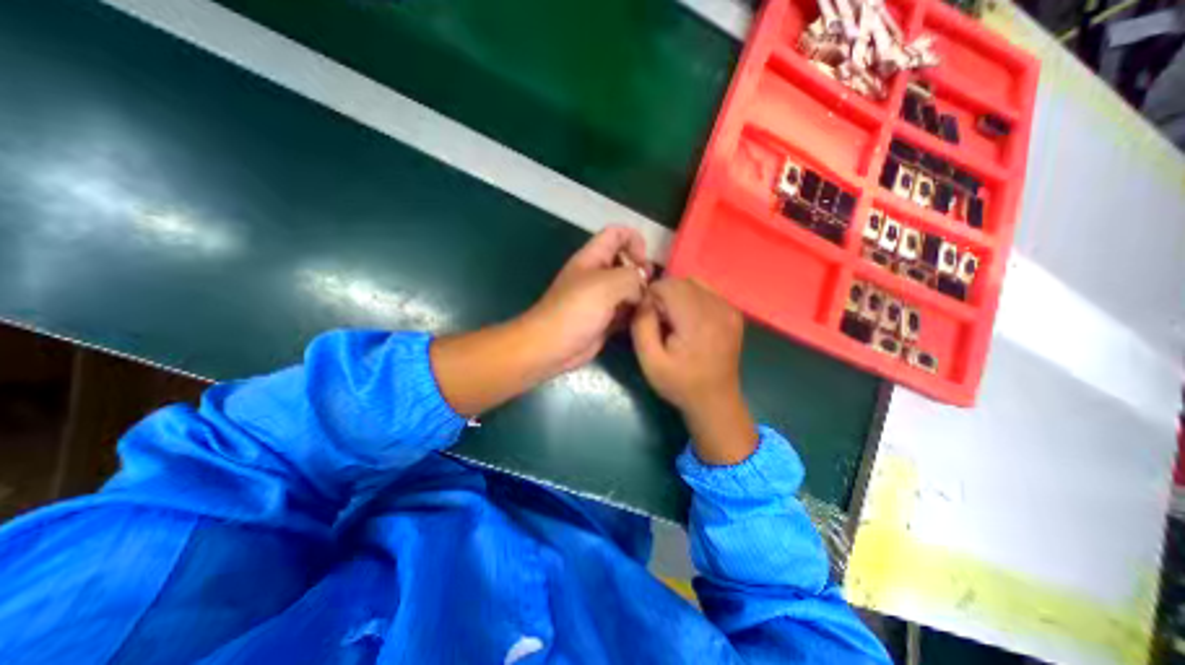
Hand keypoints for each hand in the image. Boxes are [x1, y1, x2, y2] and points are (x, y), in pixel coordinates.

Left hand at [432, 227, 646, 418]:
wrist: (552, 346)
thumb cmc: (575, 310)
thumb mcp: (606, 285)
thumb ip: (632, 278)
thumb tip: (643, 288)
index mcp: (593, 258)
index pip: (616, 234)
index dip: (634, 240)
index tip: (643, 262)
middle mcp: (598, 275)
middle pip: (626, 262)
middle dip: (642, 271)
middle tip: (650, 289)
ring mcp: (602, 299)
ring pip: (629, 289)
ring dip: (642, 295)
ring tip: (651, 307)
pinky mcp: (605, 319)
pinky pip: (626, 311)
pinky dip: (636, 313)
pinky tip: (644, 320)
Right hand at [633, 277, 754, 463]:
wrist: (715, 401)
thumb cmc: (679, 384)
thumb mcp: (649, 361)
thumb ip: (642, 325)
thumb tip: (644, 299)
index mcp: (697, 321)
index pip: (669, 286)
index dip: (652, 295)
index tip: (647, 315)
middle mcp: (718, 308)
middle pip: (682, 282)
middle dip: (665, 294)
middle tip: (660, 320)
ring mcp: (730, 309)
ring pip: (695, 283)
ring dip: (679, 295)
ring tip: (674, 319)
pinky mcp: (734, 313)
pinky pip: (708, 292)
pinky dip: (693, 298)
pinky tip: (690, 320)